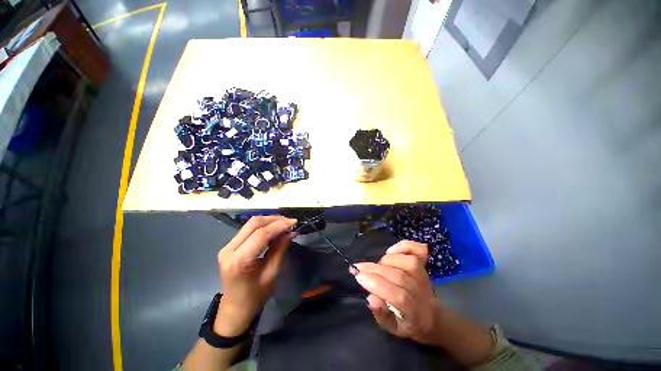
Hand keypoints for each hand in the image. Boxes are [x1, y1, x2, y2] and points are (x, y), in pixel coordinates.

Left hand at [214, 215, 296, 335]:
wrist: (235, 308)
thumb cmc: (255, 296)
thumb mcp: (272, 273)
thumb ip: (280, 249)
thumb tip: (291, 232)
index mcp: (240, 260)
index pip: (261, 234)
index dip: (279, 225)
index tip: (294, 222)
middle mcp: (229, 249)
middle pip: (254, 223)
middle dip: (274, 219)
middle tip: (290, 222)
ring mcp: (227, 246)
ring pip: (251, 224)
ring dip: (269, 221)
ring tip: (284, 224)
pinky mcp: (229, 245)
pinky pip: (248, 229)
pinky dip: (263, 226)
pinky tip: (274, 229)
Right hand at [354, 240, 442, 345]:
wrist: (430, 316)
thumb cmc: (406, 322)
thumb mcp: (391, 327)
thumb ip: (380, 314)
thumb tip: (371, 298)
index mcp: (416, 314)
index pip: (399, 297)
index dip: (378, 284)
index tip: (358, 277)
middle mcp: (423, 294)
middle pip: (401, 277)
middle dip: (375, 270)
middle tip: (358, 268)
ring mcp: (425, 277)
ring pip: (408, 262)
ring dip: (386, 261)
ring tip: (376, 266)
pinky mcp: (425, 265)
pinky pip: (418, 251)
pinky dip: (404, 246)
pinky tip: (392, 250)